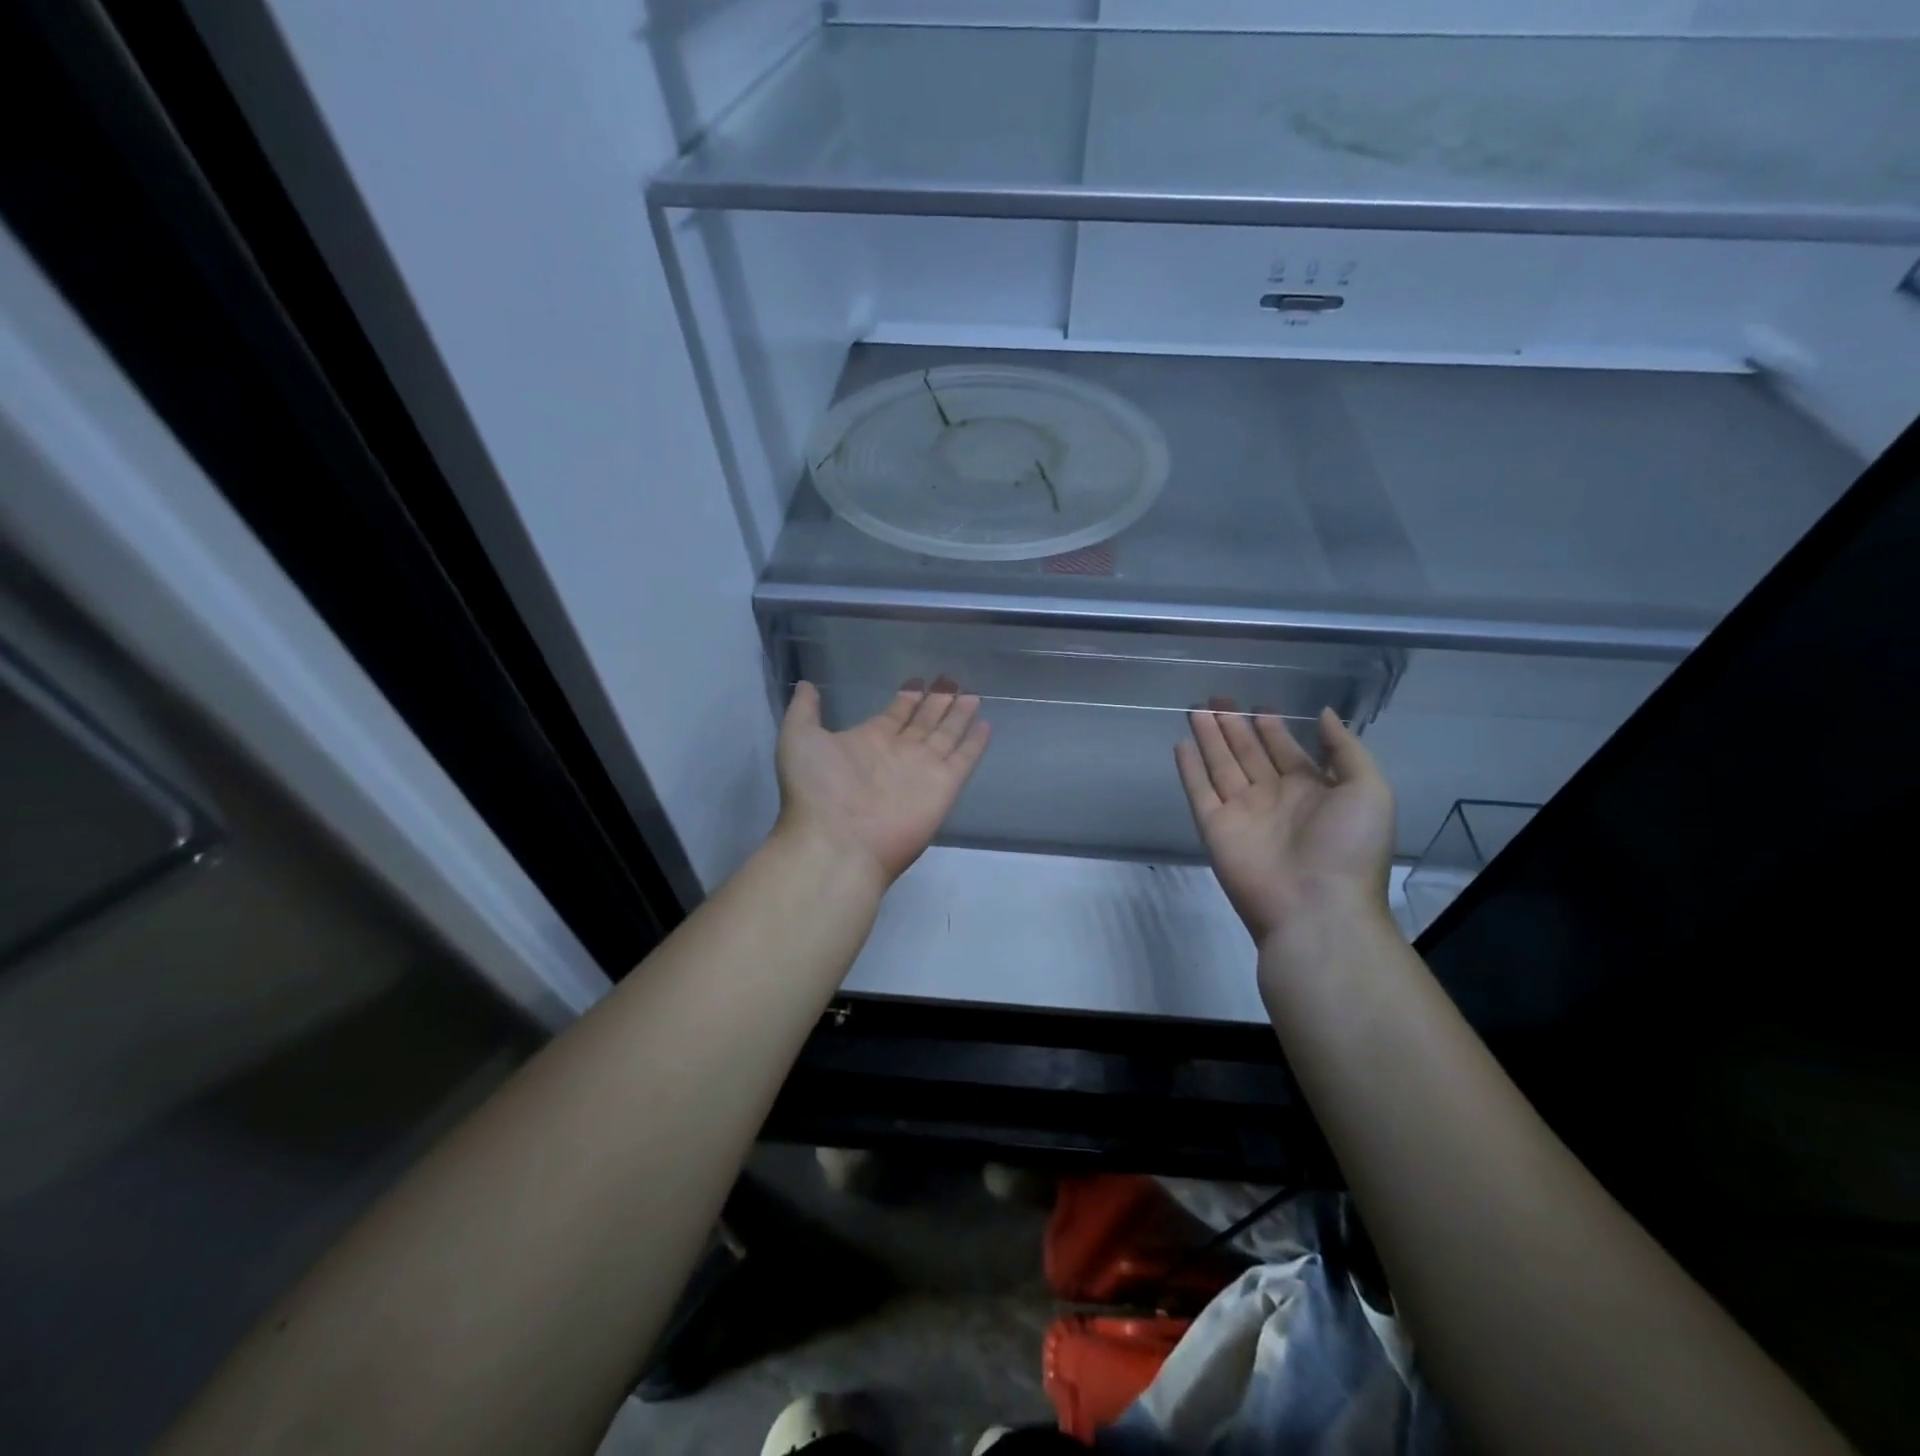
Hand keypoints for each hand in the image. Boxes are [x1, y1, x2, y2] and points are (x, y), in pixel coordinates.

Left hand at [774, 678, 990, 887]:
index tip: (919, 680)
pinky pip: (964, 759)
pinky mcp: (944, 786)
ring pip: (947, 735)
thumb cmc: (816, 789)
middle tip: (952, 680)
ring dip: (959, 715)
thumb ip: (805, 710)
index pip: (895, 713)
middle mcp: (898, 753)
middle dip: (937, 701)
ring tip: (973, 694)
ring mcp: (923, 770)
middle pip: (924, 721)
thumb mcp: (798, 738)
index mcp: (868, 740)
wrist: (837, 841)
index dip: (908, 697)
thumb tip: (808, 685)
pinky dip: (976, 743)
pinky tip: (985, 724)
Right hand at [1175, 698, 1393, 947]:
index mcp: (1312, 791)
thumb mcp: (1368, 790)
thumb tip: (1324, 713)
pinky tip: (1182, 744)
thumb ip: (1345, 749)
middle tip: (1218, 699)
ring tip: (1197, 709)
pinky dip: (1189, 769)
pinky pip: (1199, 791)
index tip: (1258, 706)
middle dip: (1235, 727)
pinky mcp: (1215, 827)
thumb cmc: (1348, 847)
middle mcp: (1274, 798)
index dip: (1272, 729)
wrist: (1316, 908)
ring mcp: (1242, 813)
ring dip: (1210, 738)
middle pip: (1249, 753)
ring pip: (1221, 765)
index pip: (1286, 751)